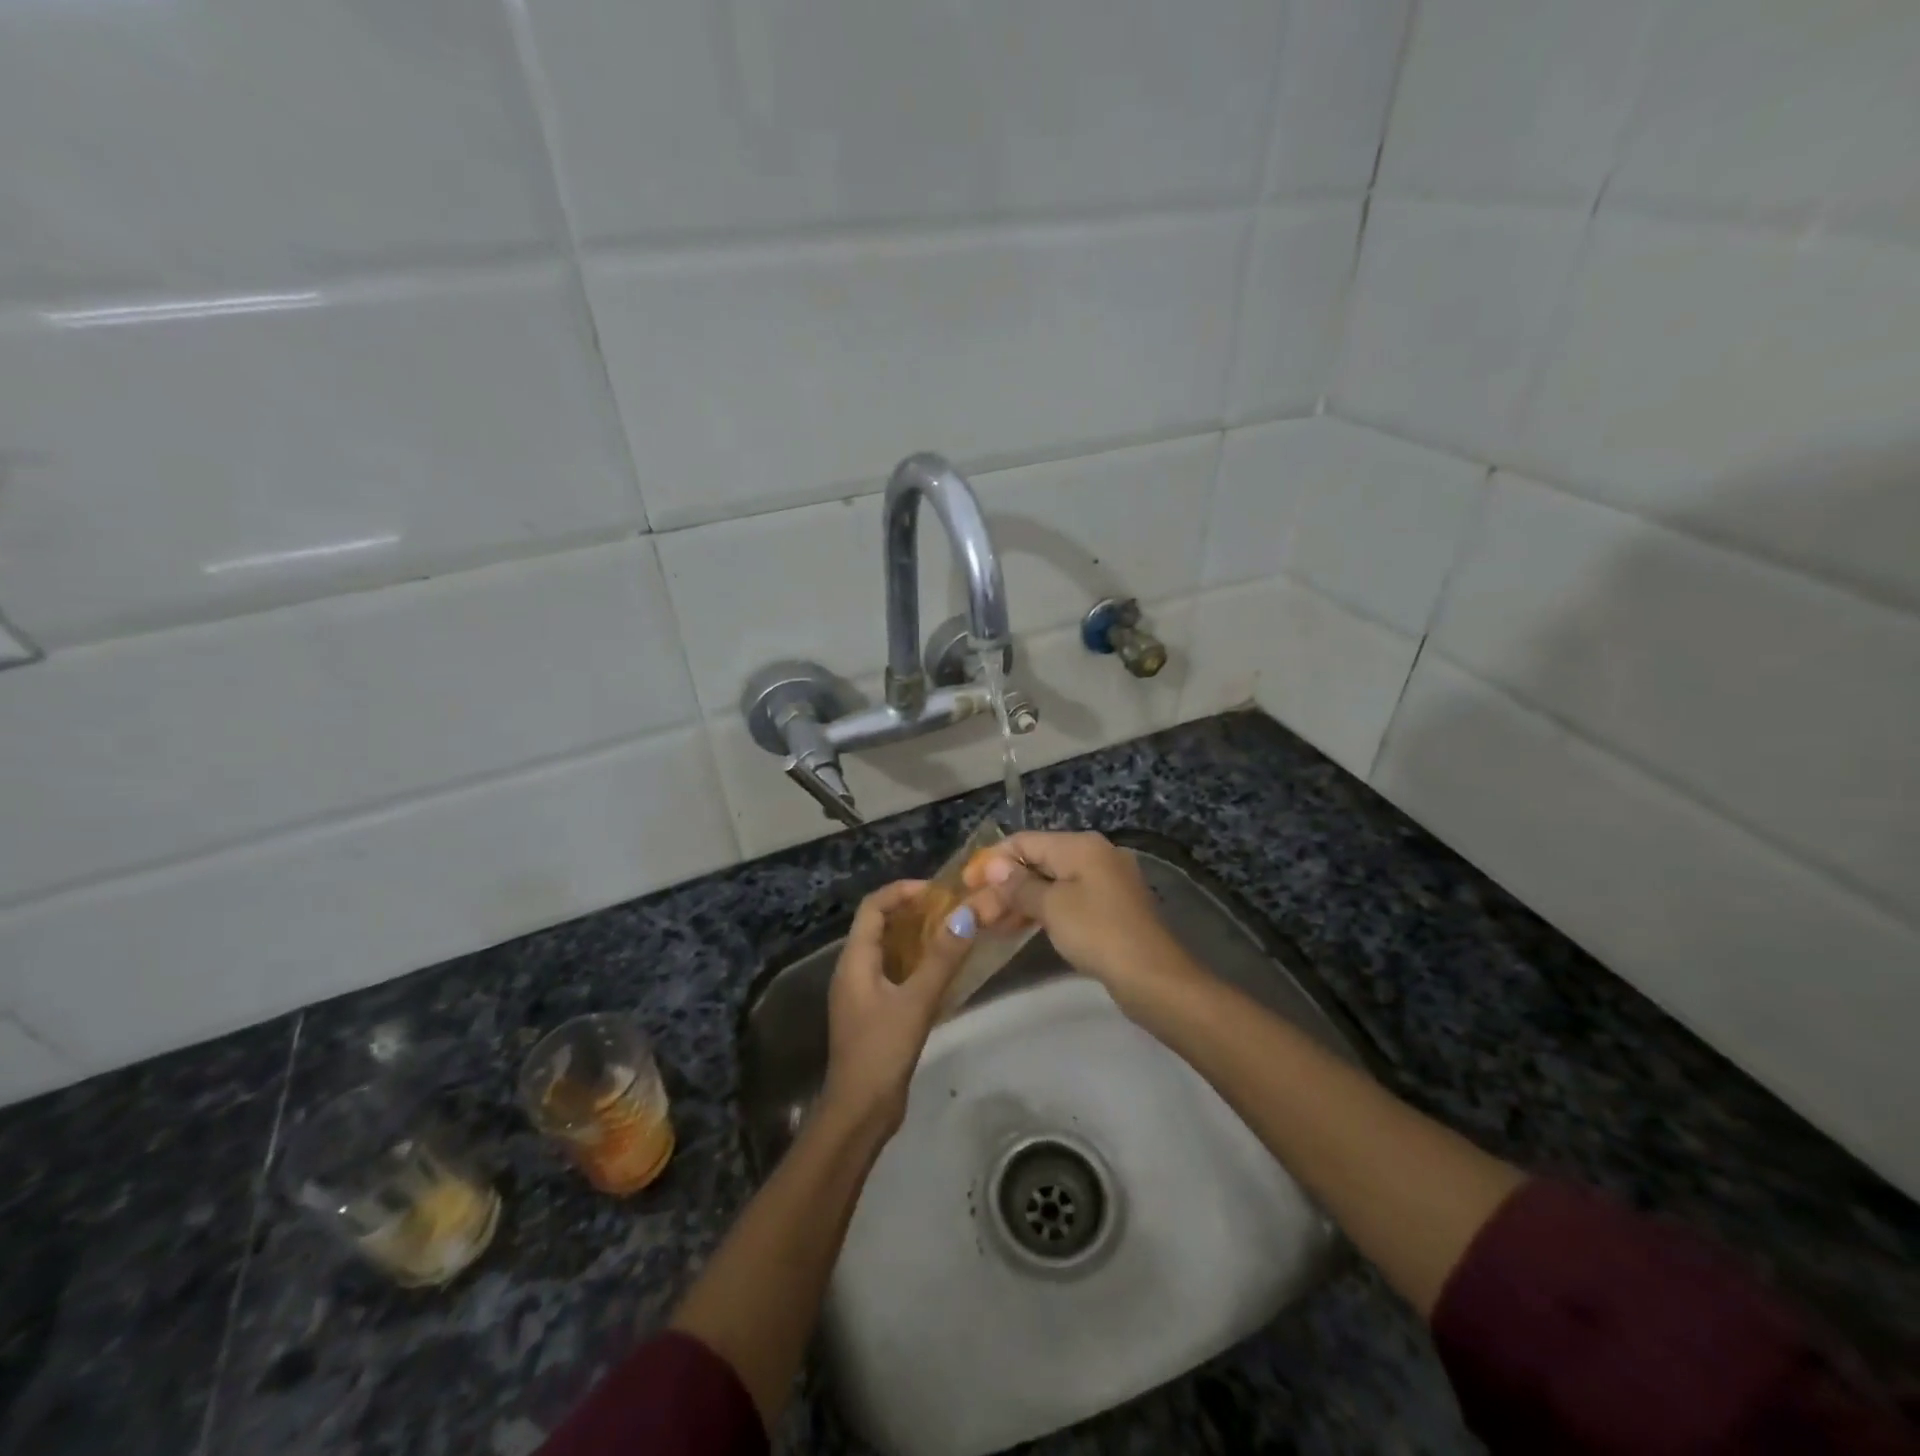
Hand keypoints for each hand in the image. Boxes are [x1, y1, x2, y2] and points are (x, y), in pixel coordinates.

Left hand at [818, 880, 982, 1137]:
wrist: (860, 1111)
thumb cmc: (882, 1050)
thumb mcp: (916, 1001)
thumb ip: (942, 957)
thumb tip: (967, 914)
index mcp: (854, 960)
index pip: (873, 907)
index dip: (901, 891)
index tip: (937, 890)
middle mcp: (853, 970)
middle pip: (879, 925)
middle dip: (912, 911)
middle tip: (951, 909)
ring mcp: (862, 993)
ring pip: (888, 950)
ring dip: (916, 937)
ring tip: (952, 933)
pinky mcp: (874, 1012)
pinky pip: (894, 973)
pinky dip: (916, 962)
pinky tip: (943, 971)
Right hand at [965, 831, 1193, 1012]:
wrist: (1153, 977)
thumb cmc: (1098, 933)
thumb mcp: (1052, 907)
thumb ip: (1019, 885)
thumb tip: (995, 866)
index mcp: (1081, 845)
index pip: (1025, 841)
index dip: (992, 860)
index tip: (965, 883)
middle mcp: (1094, 855)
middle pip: (1037, 862)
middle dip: (1003, 885)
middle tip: (973, 910)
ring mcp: (1104, 883)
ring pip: (1050, 885)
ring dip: (1018, 901)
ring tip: (987, 924)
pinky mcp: (1109, 909)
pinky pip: (1065, 901)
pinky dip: (1040, 912)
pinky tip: (1016, 929)